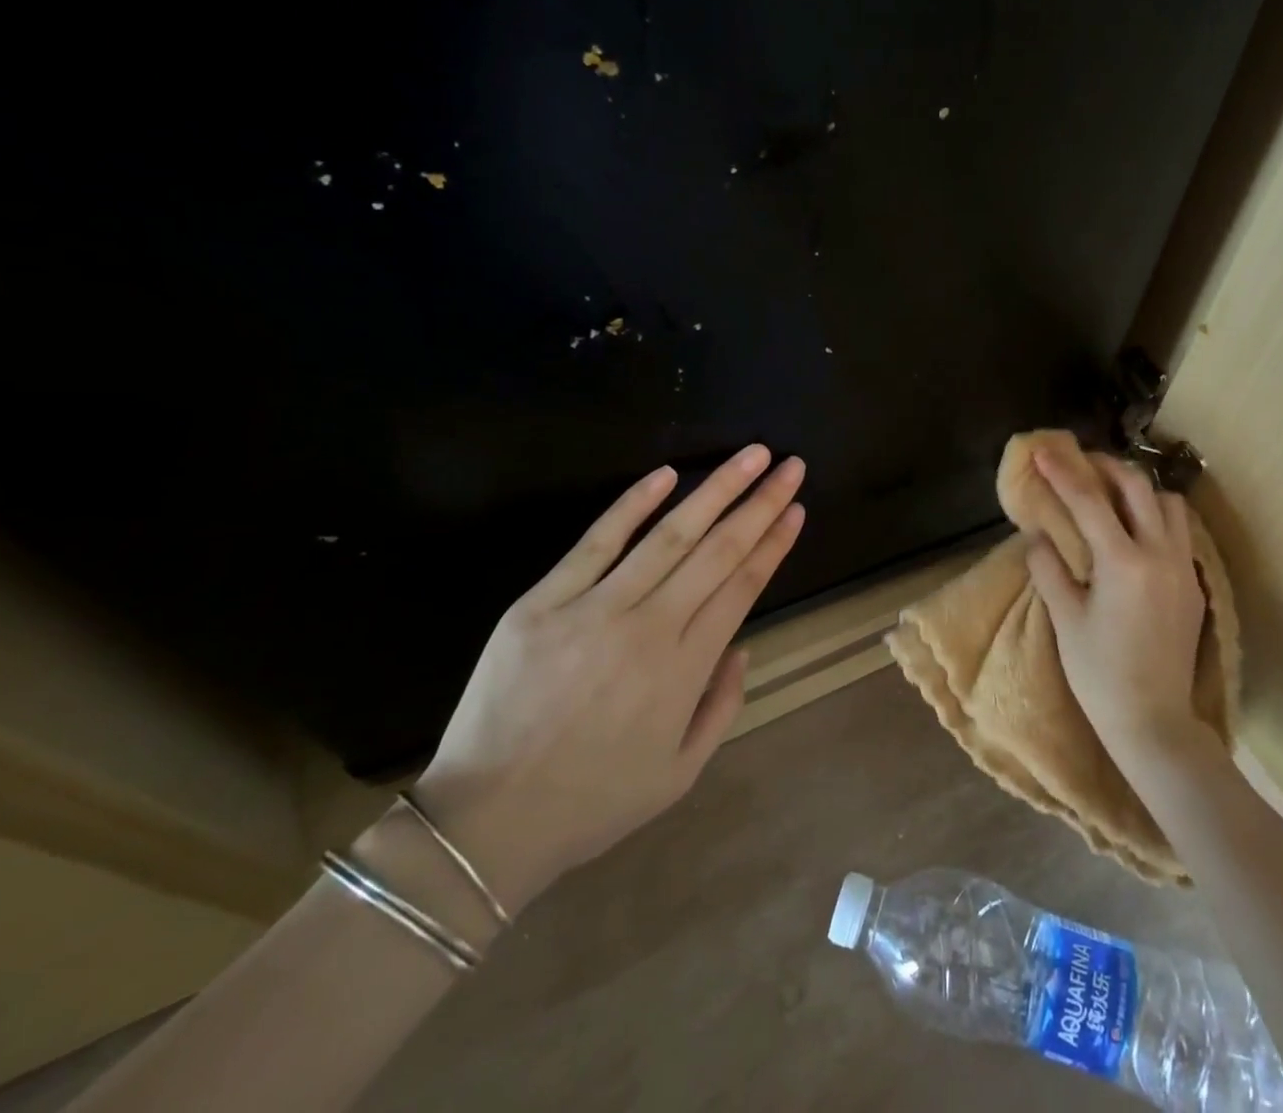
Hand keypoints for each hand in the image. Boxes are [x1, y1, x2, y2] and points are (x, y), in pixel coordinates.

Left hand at [413, 445, 804, 912]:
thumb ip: (722, 706)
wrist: (485, 825)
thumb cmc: (592, 802)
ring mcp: (595, 609)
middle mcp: (650, 628)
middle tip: (790, 465)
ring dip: (716, 490)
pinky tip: (666, 474)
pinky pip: (596, 543)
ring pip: (669, 535)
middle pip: (718, 550)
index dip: (773, 543)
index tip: (797, 509)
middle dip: (761, 503)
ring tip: (750, 456)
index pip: (743, 586)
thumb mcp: (680, 774)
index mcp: (686, 670)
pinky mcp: (543, 602)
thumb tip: (741, 645)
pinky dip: (632, 504)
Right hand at [1025, 445, 1207, 776]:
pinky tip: (1135, 535)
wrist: (1154, 722)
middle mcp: (1160, 555)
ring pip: (1169, 505)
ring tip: (1112, 498)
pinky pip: (1180, 533)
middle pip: (1139, 487)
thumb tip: (1039, 536)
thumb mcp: (1065, 620)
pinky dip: (1156, 518)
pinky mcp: (1195, 586)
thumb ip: (1050, 569)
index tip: (1045, 450)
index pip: (1089, 501)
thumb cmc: (1100, 674)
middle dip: (1108, 467)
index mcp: (1123, 563)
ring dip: (1140, 491)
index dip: (1063, 472)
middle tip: (1082, 464)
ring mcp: (1183, 569)